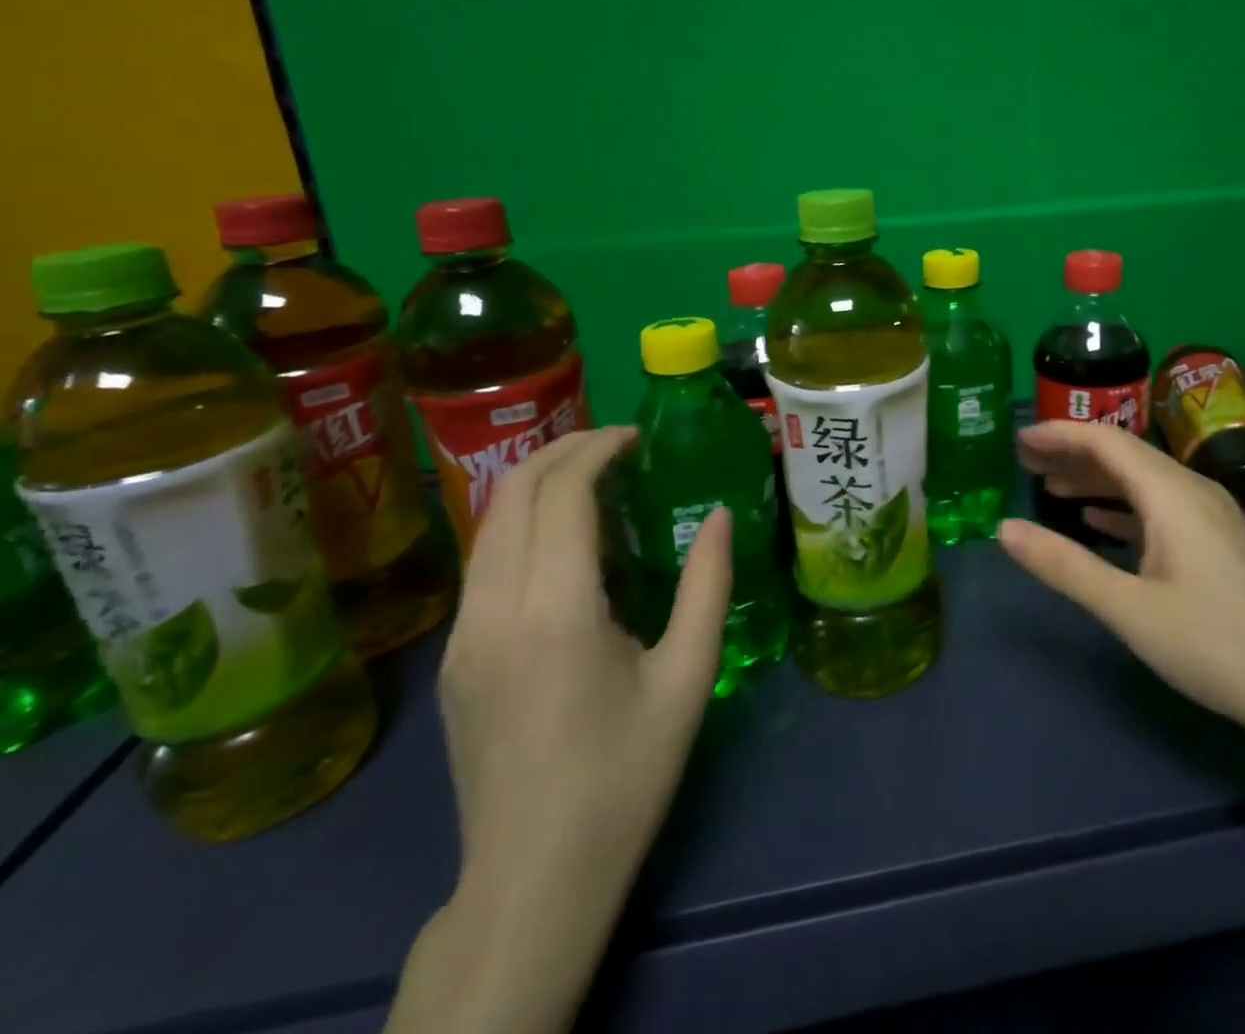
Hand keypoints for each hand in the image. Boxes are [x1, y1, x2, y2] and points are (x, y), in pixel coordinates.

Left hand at [440, 426, 731, 896]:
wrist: (535, 876)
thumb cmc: (626, 774)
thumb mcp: (688, 677)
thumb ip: (707, 585)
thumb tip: (720, 514)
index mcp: (557, 612)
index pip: (562, 495)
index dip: (597, 450)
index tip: (636, 436)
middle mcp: (495, 611)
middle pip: (512, 495)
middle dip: (563, 451)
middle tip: (617, 443)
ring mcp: (464, 636)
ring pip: (488, 524)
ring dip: (537, 484)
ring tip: (594, 477)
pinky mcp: (455, 657)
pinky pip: (484, 562)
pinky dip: (521, 523)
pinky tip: (564, 539)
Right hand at [998, 421, 1244, 753]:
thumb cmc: (1216, 645)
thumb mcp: (1130, 609)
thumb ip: (1064, 566)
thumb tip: (1004, 529)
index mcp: (1170, 493)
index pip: (1106, 440)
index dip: (1059, 433)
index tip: (1019, 440)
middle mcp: (1191, 490)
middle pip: (1123, 454)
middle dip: (1072, 453)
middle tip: (1025, 462)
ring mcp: (1210, 515)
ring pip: (1142, 481)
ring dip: (1095, 480)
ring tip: (1050, 489)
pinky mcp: (1218, 542)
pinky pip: (1159, 507)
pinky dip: (1122, 508)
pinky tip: (1099, 523)